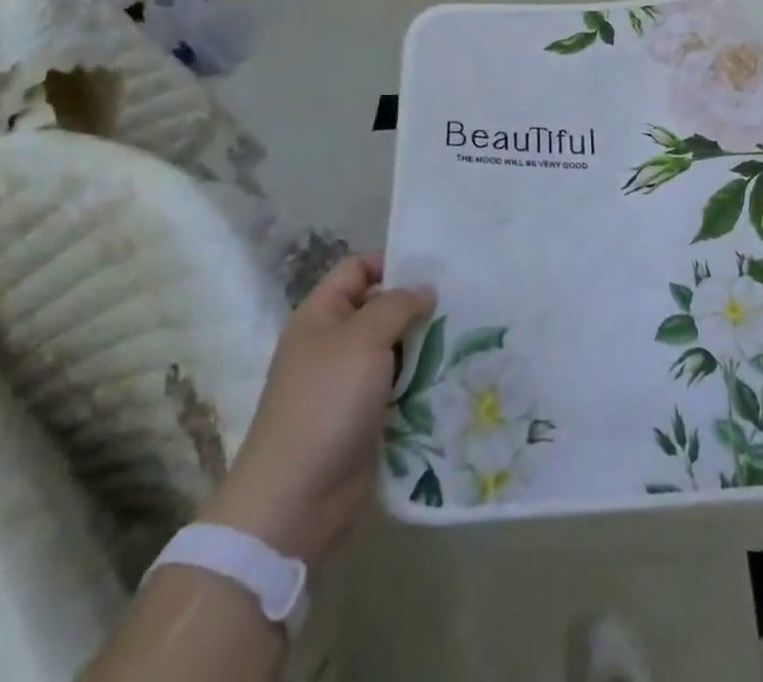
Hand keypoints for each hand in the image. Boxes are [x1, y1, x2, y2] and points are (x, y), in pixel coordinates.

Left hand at [201, 253, 433, 563]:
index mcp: (320, 315)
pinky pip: (399, 387)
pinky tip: (454, 374)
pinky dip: (422, 381)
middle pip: (380, 308)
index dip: (391, 261)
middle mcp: (333, 343)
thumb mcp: (363, 339)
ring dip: (425, 345)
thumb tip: (424, 290)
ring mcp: (348, 383)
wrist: (295, 501)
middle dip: (417, 305)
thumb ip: (397, 305)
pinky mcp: (365, 418)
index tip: (434, 268)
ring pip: (394, 349)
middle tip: (462, 301)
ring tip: (467, 335)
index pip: (357, 269)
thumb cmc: (326, 403)